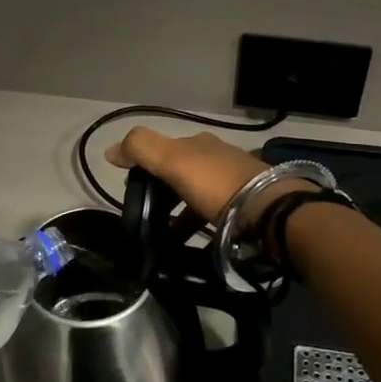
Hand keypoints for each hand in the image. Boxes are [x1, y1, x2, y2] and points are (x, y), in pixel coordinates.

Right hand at [105, 127, 271, 222]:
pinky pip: (214, 211)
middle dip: (163, 189)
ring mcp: (236, 179)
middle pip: (181, 170)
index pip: (163, 148)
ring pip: (197, 192)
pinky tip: (194, 239)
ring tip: (167, 234)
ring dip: (180, 209)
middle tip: (148, 214)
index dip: (144, 164)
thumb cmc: (216, 184)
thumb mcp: (172, 161)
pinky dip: (199, 222)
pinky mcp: (248, 204)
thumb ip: (141, 149)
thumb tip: (110, 150)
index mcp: (198, 142)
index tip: (132, 189)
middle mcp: (218, 155)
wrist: (270, 210)